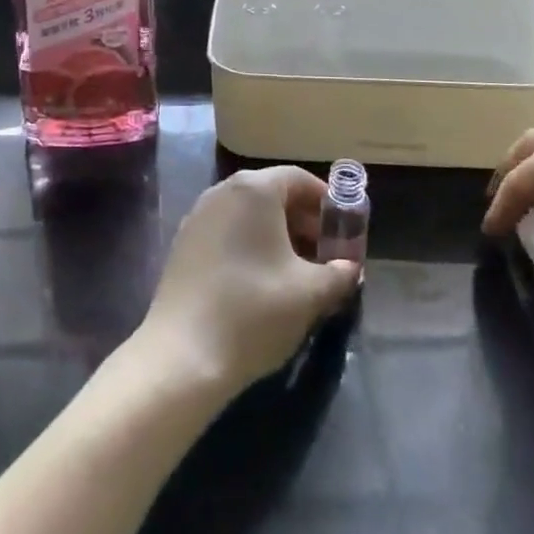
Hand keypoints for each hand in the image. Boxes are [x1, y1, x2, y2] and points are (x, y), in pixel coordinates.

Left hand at [135, 167, 360, 394]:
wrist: (183, 354)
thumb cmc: (254, 311)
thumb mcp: (310, 293)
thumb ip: (339, 273)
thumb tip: (350, 268)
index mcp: (254, 190)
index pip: (299, 179)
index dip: (326, 203)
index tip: (343, 233)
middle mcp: (222, 191)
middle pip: (273, 194)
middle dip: (303, 221)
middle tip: (324, 256)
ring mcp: (198, 216)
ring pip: (248, 214)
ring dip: (277, 235)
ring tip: (296, 273)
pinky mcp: (183, 243)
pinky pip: (227, 231)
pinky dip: (249, 245)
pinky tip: (260, 283)